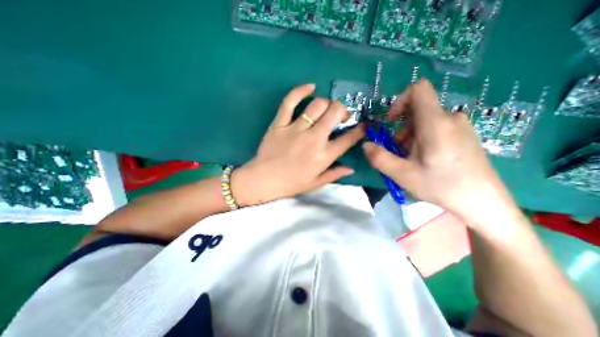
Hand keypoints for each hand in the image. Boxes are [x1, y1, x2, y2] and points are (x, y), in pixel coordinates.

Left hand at [230, 85, 363, 205]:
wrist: (264, 180)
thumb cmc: (291, 184)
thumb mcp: (316, 183)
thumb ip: (335, 174)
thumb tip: (351, 168)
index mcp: (323, 156)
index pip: (348, 139)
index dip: (359, 130)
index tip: (362, 126)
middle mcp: (313, 139)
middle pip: (335, 113)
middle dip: (343, 110)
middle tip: (341, 115)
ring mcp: (295, 129)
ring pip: (317, 105)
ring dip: (326, 104)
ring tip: (325, 109)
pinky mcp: (280, 123)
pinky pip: (290, 102)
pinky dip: (300, 91)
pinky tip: (310, 87)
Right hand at [363, 79, 512, 222]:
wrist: (484, 202)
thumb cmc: (441, 186)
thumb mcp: (403, 174)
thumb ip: (379, 158)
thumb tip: (365, 145)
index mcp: (435, 123)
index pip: (418, 89)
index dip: (399, 100)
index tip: (391, 121)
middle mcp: (450, 118)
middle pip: (417, 111)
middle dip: (402, 129)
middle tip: (400, 152)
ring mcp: (460, 126)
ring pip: (426, 121)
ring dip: (411, 137)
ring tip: (413, 159)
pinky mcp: (465, 135)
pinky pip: (437, 128)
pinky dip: (424, 139)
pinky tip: (427, 160)